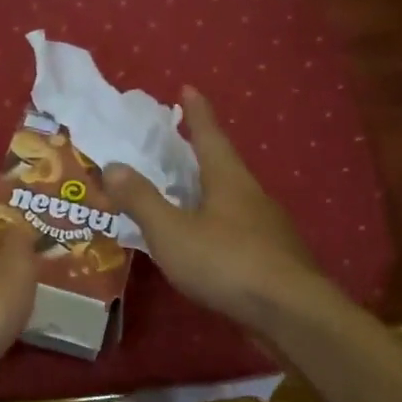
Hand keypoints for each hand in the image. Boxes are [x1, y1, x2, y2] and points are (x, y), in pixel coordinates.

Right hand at [105, 88, 328, 333]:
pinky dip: (217, 225)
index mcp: (229, 180)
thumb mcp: (172, 231)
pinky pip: (238, 230)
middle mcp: (252, 196)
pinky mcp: (272, 258)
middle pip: (224, 165)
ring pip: (233, 200)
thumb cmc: (226, 262)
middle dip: (202, 152)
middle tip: (179, 143)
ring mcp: (267, 228)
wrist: (289, 313)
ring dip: (209, 191)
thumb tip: (112, 165)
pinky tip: (206, 243)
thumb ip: (142, 200)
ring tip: (186, 194)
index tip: (187, 88)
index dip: (196, 112)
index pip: (209, 135)